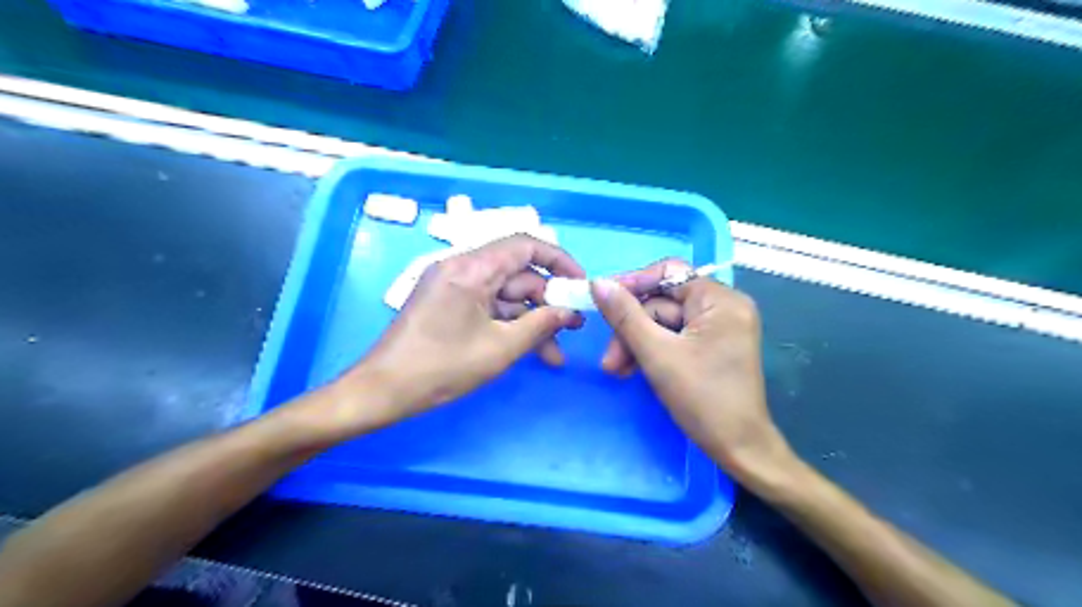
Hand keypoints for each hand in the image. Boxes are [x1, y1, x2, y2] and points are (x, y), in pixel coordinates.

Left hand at [343, 232, 582, 427]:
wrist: (382, 391)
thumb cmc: (442, 367)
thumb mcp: (500, 348)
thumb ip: (540, 325)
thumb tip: (570, 313)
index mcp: (471, 268)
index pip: (525, 245)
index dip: (559, 261)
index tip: (580, 285)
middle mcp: (462, 268)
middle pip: (517, 275)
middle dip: (547, 303)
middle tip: (573, 329)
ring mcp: (453, 287)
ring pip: (505, 296)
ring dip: (530, 321)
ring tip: (554, 354)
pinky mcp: (448, 304)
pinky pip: (488, 307)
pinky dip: (508, 326)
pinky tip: (529, 351)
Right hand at [591, 258, 792, 481]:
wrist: (739, 449)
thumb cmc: (702, 399)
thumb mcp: (657, 354)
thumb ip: (625, 316)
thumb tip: (598, 283)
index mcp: (721, 301)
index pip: (669, 274)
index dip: (634, 284)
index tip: (603, 300)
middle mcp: (724, 307)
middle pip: (663, 303)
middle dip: (632, 329)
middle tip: (609, 361)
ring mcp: (719, 328)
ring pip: (665, 323)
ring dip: (637, 344)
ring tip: (616, 371)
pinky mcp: (713, 346)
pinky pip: (675, 337)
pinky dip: (653, 351)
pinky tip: (635, 370)